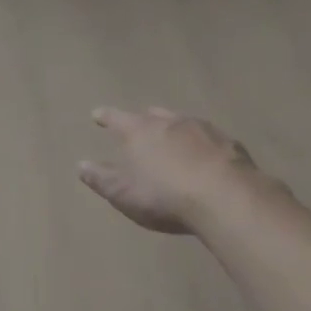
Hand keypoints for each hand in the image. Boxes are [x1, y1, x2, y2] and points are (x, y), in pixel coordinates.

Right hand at [78, 106, 279, 234]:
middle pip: (153, 115)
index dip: (106, 116)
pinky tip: (207, 156)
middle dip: (145, 118)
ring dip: (176, 129)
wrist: (224, 196)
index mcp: (140, 131)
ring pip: (183, 122)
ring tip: (174, 137)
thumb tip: (81, 165)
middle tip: (141, 122)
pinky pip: (210, 139)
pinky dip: (203, 145)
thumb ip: (102, 178)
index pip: (117, 118)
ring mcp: (203, 129)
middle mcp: (170, 122)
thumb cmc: (164, 195)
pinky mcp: (229, 144)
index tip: (97, 113)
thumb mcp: (123, 193)